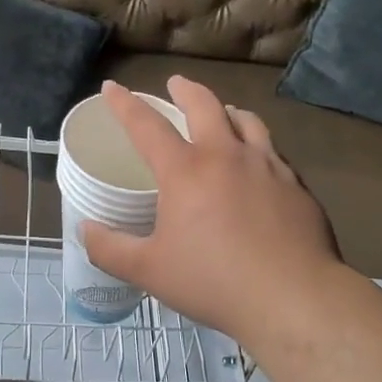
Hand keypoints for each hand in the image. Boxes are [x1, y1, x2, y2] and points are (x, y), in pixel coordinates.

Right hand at [80, 77, 343, 345]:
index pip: (147, 126)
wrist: (294, 297)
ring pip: (247, 120)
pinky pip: (273, 151)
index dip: (125, 104)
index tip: (112, 87)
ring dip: (228, 111)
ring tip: (224, 113)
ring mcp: (267, 166)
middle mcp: (226, 156)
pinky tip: (259, 162)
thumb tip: (85, 229)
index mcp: (185, 171)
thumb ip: (110, 248)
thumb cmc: (214, 282)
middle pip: (205, 105)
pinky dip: (258, 144)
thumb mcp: (150, 271)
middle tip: (176, 83)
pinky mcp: (296, 185)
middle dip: (185, 89)